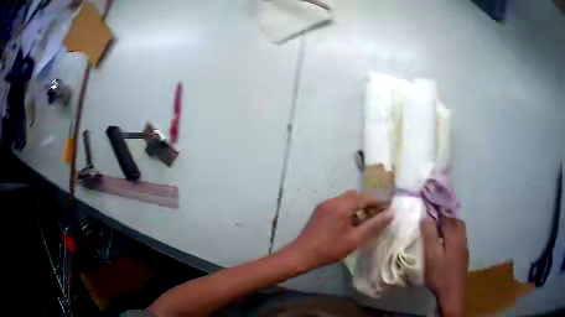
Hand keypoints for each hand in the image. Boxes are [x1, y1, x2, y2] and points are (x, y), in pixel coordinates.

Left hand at [289, 190, 392, 270]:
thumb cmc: (330, 249)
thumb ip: (374, 226)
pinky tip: (351, 223)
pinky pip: (338, 205)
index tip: (389, 206)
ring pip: (346, 200)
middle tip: (379, 213)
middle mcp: (333, 200)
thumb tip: (390, 214)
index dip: (379, 201)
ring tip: (367, 219)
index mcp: (342, 205)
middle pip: (356, 196)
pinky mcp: (319, 211)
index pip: (366, 197)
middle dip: (369, 202)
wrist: (302, 254)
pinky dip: (348, 209)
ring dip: (358, 206)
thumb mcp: (355, 239)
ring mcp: (324, 205)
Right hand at [421, 216, 468, 316]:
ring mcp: (464, 246)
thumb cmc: (440, 275)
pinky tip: (445, 244)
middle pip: (456, 220)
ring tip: (438, 231)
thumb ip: (429, 236)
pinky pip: (459, 237)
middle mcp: (462, 237)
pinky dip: (452, 235)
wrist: (453, 293)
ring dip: (450, 226)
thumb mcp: (431, 256)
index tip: (427, 208)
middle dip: (445, 217)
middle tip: (433, 220)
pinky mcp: (464, 255)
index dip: (437, 211)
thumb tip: (426, 217)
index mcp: (454, 235)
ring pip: (459, 229)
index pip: (446, 216)